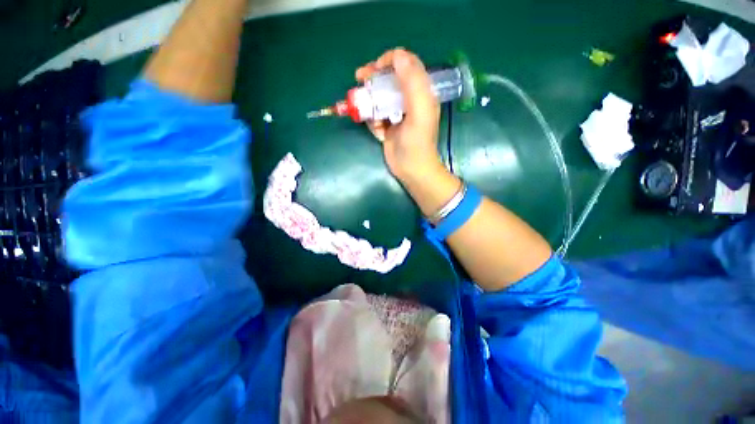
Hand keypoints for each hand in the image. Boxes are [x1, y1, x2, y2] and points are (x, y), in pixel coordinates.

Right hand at [356, 49, 442, 182]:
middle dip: (374, 77)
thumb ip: (413, 82)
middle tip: (359, 77)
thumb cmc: (417, 142)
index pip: (407, 65)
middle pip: (390, 79)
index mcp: (421, 92)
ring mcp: (397, 114)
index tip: (376, 67)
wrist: (411, 169)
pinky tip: (377, 131)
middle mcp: (409, 100)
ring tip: (363, 108)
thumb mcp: (420, 111)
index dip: (391, 60)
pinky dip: (372, 120)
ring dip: (370, 101)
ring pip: (379, 97)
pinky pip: (375, 115)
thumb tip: (398, 54)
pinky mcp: (388, 126)